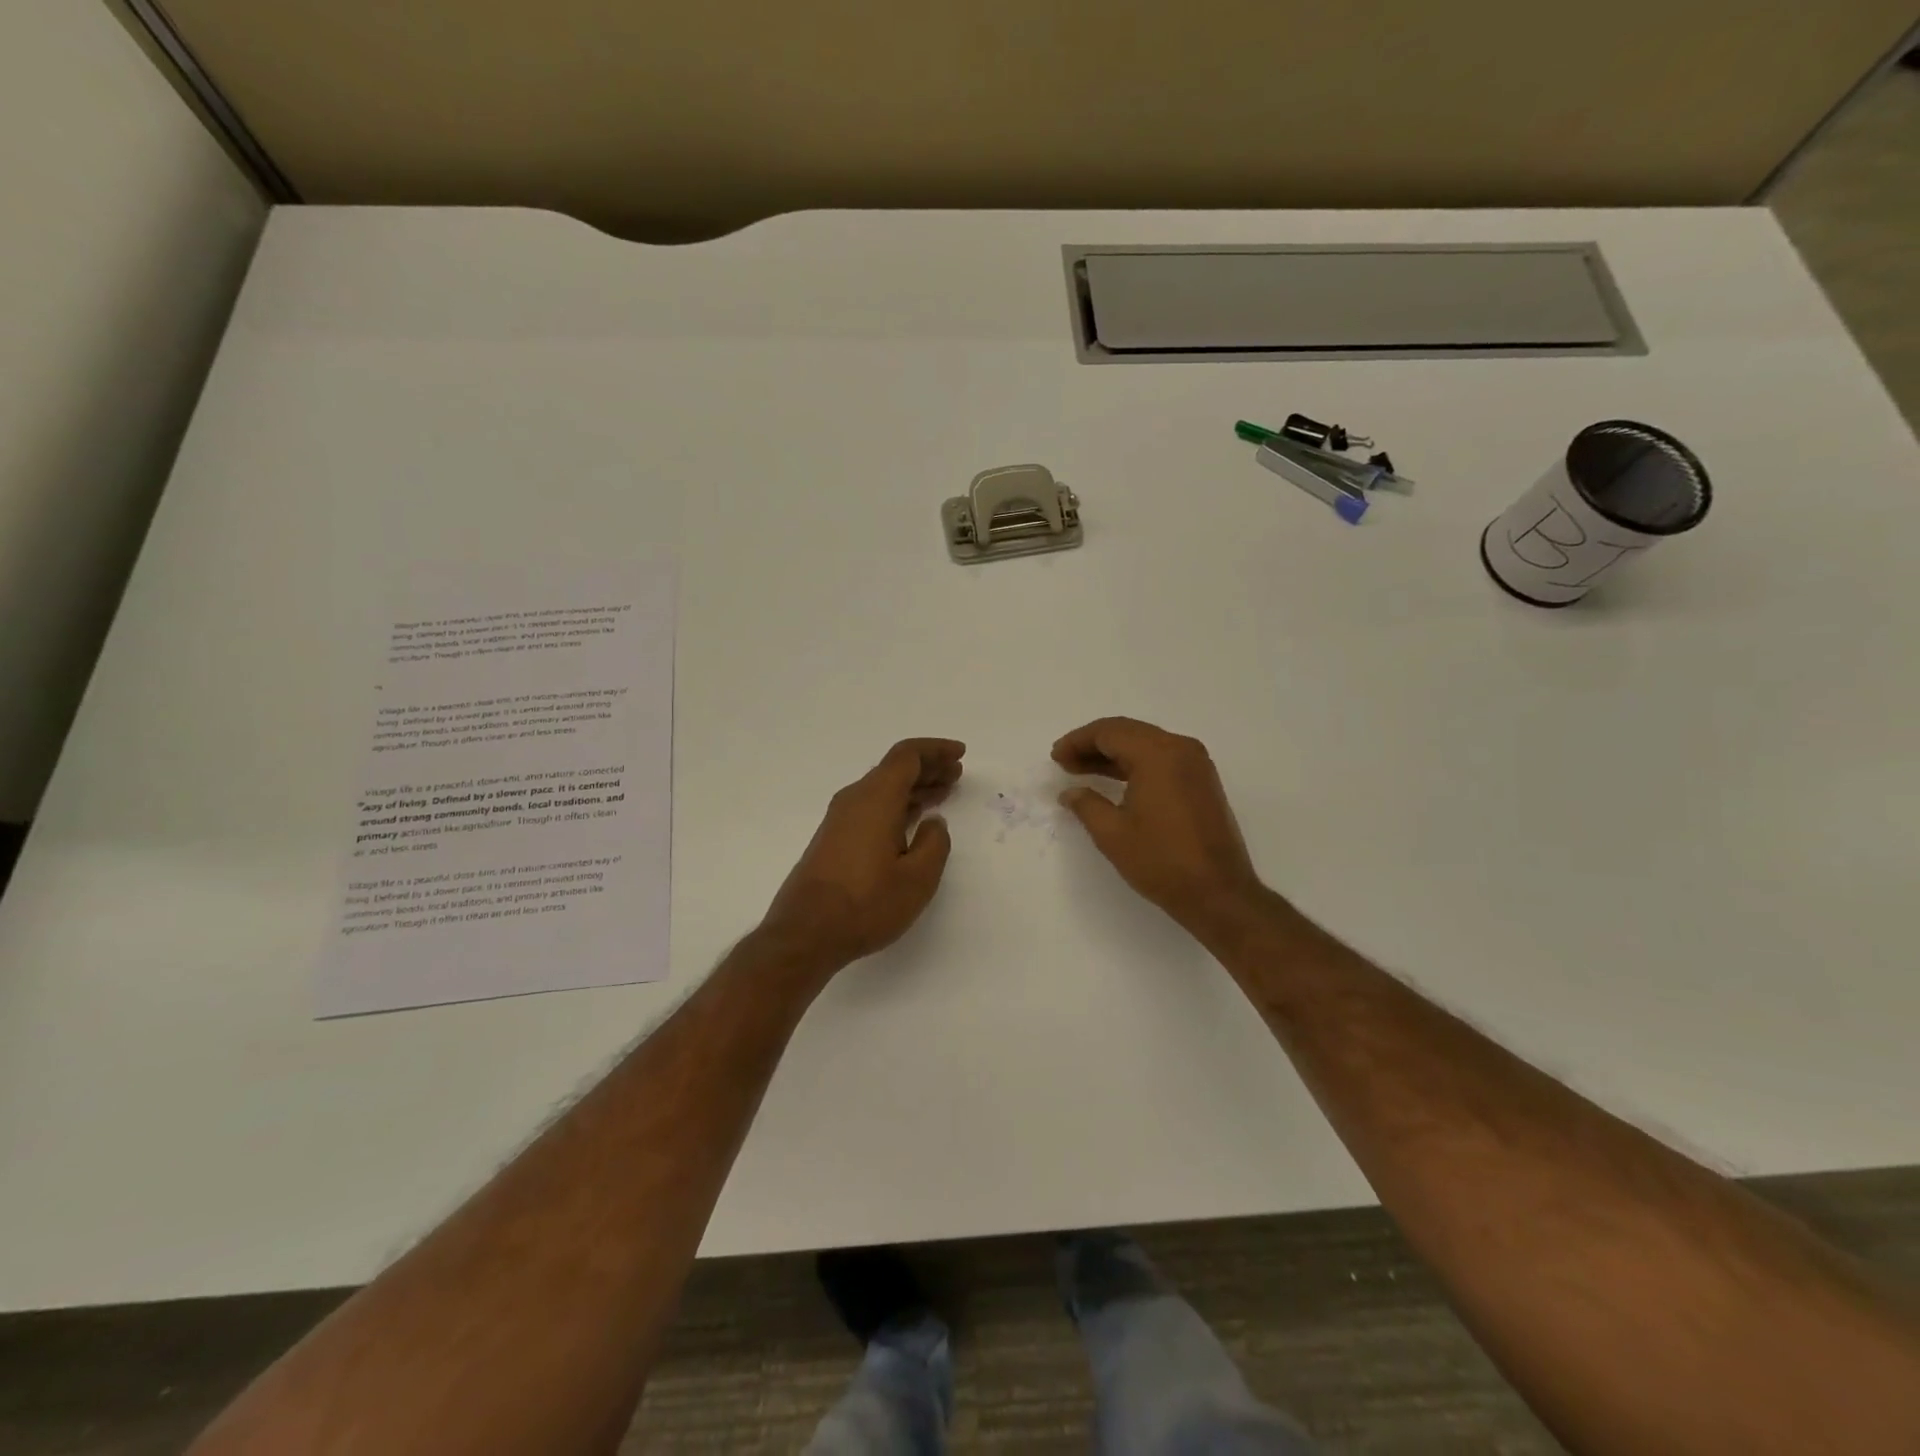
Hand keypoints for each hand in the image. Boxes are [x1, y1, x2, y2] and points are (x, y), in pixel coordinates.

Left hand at [760, 738, 964, 972]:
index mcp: (876, 799)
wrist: (805, 933)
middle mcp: (855, 800)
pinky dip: (897, 805)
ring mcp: (840, 820)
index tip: (960, 754)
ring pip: (883, 789)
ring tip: (942, 794)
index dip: (935, 750)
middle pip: (894, 769)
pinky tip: (912, 821)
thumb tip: (933, 822)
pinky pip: (872, 807)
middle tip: (956, 774)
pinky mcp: (833, 839)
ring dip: (914, 788)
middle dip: (928, 768)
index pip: (907, 756)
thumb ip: (934, 843)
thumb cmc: (866, 904)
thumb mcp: (917, 878)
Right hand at [1053, 717, 1262, 931]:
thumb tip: (1070, 793)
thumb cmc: (1161, 861)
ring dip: (1113, 754)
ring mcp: (1195, 764)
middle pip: (1128, 732)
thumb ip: (1086, 804)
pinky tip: (1114, 781)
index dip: (1078, 741)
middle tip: (1065, 761)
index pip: (1109, 732)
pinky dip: (1135, 764)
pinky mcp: (1201, 781)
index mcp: (1157, 754)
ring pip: (1145, 744)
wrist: (1218, 893)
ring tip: (1081, 770)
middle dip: (1093, 744)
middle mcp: (1180, 749)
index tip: (1056, 756)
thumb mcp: (1112, 833)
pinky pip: (1161, 759)